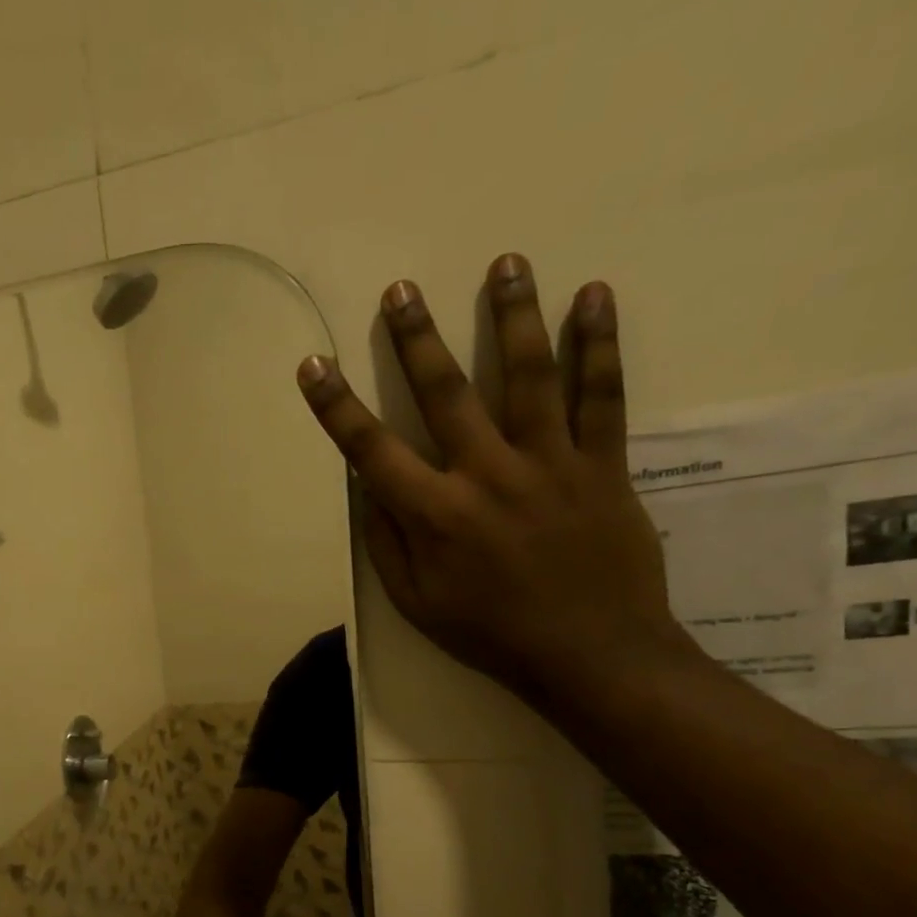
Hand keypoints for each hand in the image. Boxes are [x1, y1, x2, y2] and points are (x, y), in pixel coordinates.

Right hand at [295, 255, 688, 704]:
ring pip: (529, 376)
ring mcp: (550, 464)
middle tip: (401, 289)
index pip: (371, 450)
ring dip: (512, 315)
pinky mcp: (602, 466)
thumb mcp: (417, 605)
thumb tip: (369, 490)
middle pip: (446, 393)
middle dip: (416, 338)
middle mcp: (487, 475)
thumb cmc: (491, 634)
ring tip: (505, 262)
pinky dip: (600, 344)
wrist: (591, 655)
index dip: (336, 407)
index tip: (313, 365)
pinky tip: (594, 295)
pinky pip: (602, 397)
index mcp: (435, 515)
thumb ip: (388, 544)